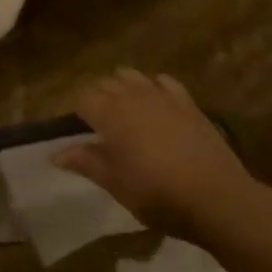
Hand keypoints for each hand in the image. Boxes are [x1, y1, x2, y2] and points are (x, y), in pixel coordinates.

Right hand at [58, 70, 262, 243]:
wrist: (215, 196)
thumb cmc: (158, 195)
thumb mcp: (116, 184)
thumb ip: (87, 162)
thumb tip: (56, 154)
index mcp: (111, 115)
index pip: (83, 97)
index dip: (77, 110)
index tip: (76, 127)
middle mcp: (133, 96)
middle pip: (106, 83)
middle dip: (97, 97)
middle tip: (96, 123)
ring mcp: (163, 95)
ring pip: (132, 76)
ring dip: (122, 86)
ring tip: (123, 110)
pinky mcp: (187, 101)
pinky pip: (164, 81)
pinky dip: (153, 86)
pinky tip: (155, 101)